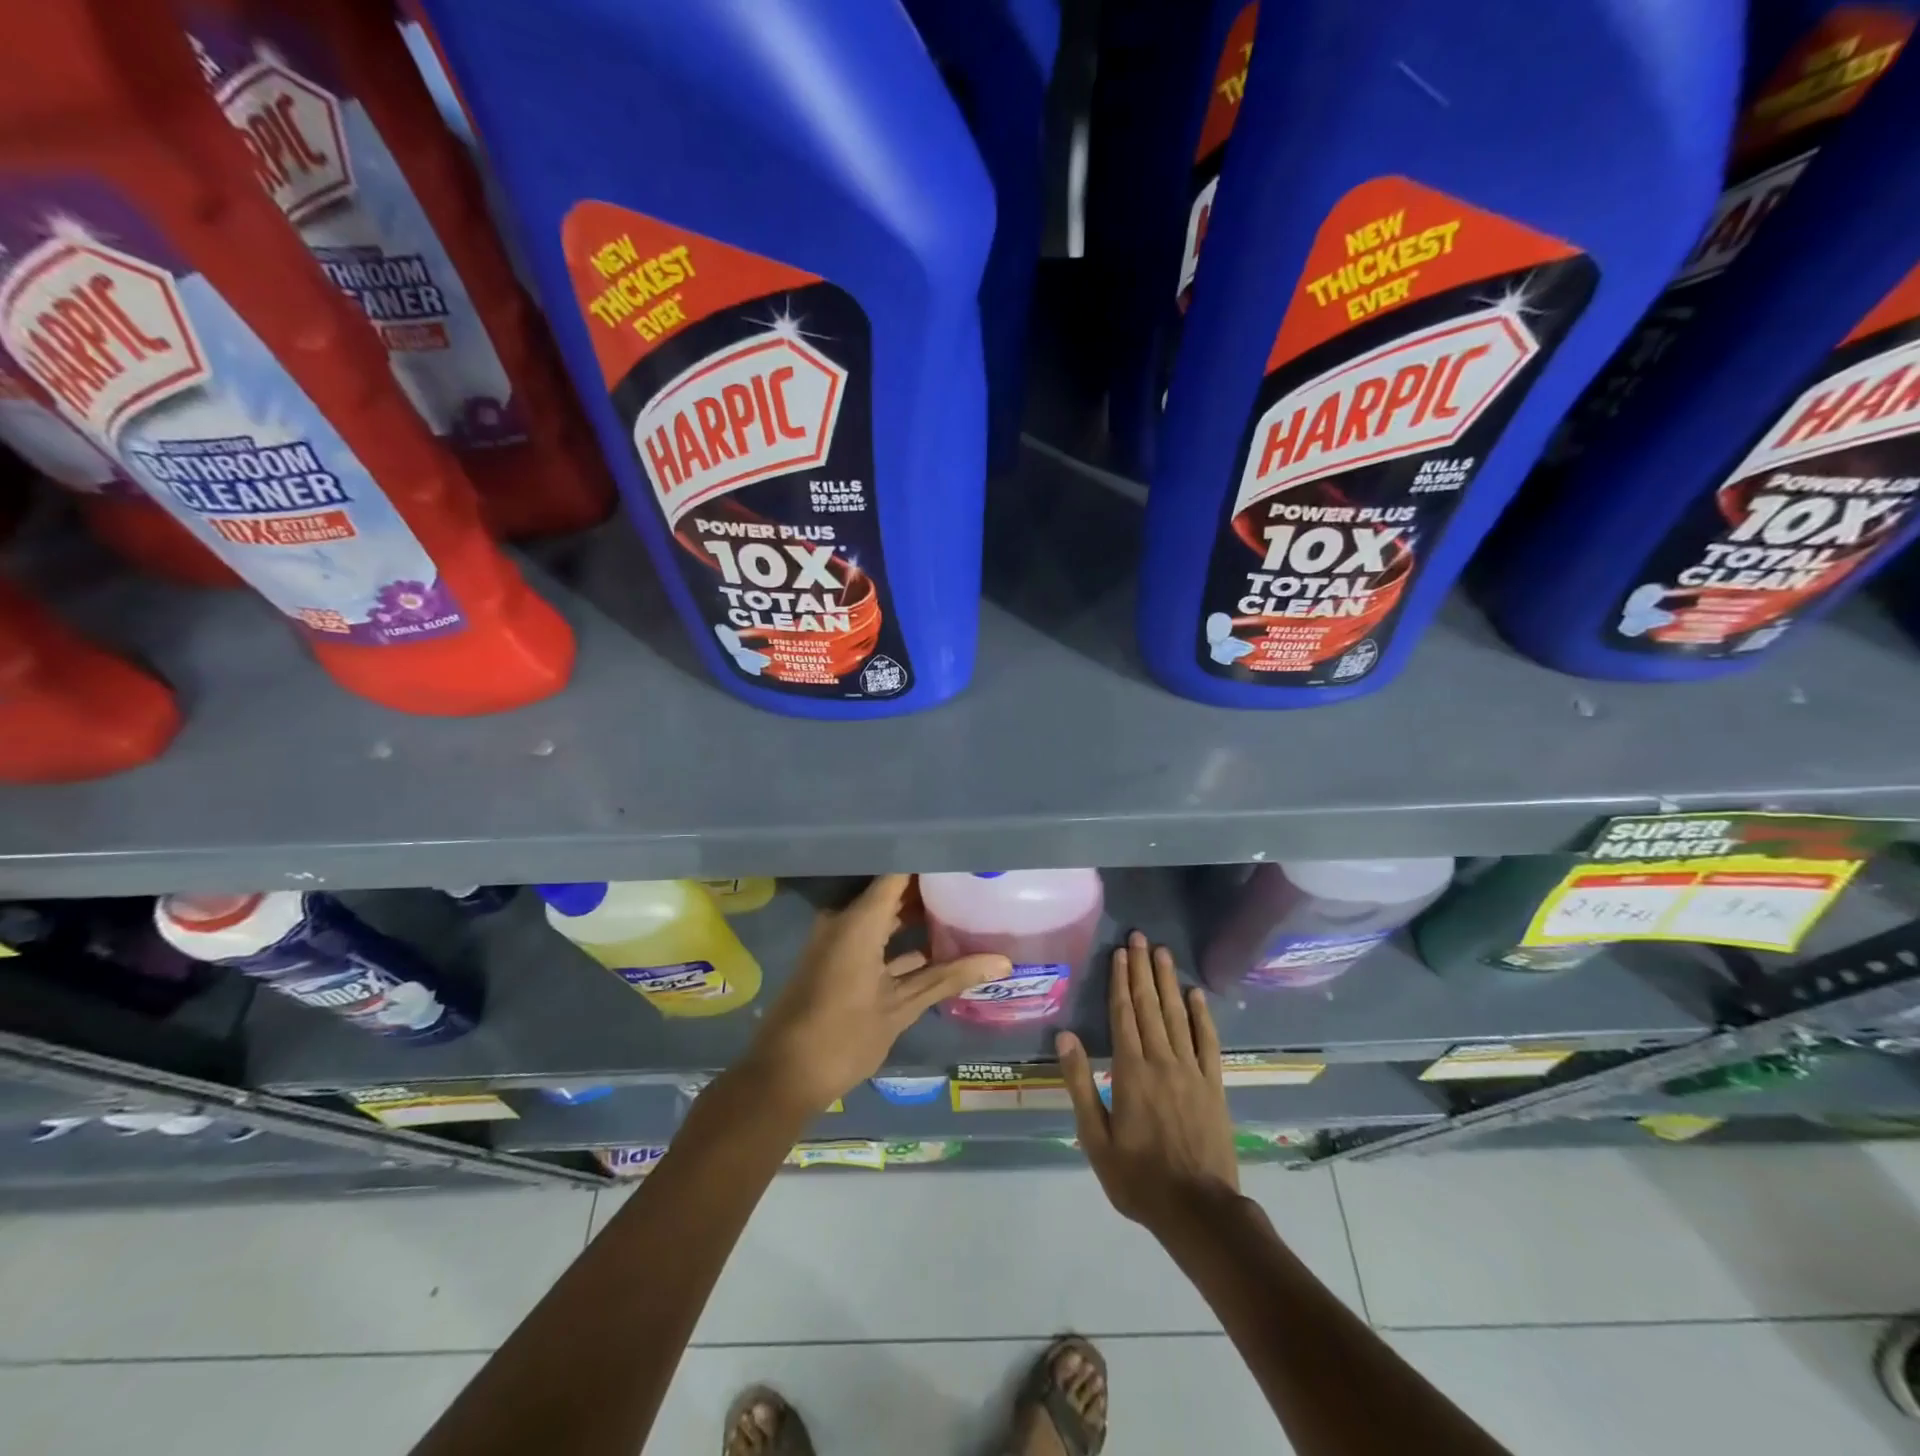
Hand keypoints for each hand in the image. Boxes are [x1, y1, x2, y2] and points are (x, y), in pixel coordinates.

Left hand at [740, 874, 1009, 1114]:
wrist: (783, 1077)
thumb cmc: (842, 1037)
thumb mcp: (901, 1007)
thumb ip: (949, 978)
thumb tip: (1003, 962)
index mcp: (858, 921)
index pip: (899, 873)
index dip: (931, 862)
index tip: (964, 858)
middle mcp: (845, 920)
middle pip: (892, 891)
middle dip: (929, 888)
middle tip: (971, 882)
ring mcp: (838, 940)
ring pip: (884, 915)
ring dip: (916, 915)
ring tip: (961, 908)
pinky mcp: (837, 960)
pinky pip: (873, 936)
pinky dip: (900, 940)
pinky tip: (936, 947)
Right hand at [1058, 931, 1238, 1234]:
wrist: (1198, 1210)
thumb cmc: (1138, 1178)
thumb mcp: (1095, 1138)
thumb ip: (1080, 1084)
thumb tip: (1065, 1036)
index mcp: (1130, 1072)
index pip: (1123, 1015)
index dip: (1120, 981)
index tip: (1120, 953)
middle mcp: (1161, 1061)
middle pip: (1150, 1006)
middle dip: (1142, 969)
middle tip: (1140, 937)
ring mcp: (1191, 1071)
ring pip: (1177, 1016)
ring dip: (1168, 981)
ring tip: (1162, 952)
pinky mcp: (1214, 1085)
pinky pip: (1207, 1041)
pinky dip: (1202, 1015)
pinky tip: (1196, 994)